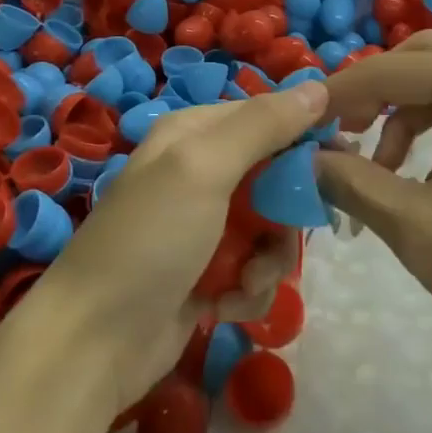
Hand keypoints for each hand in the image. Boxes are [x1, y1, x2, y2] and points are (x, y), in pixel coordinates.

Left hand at [26, 82, 320, 412]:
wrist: (92, 344)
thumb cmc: (149, 242)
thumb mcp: (203, 169)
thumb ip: (262, 126)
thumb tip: (319, 88)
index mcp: (194, 134)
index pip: (268, 118)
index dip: (305, 138)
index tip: (339, 165)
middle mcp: (199, 172)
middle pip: (275, 178)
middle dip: (285, 216)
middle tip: (282, 241)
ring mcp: (203, 226)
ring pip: (271, 229)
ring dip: (269, 261)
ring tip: (245, 284)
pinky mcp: (207, 272)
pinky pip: (254, 268)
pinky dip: (249, 289)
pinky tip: (227, 307)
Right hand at [318, 32, 431, 369]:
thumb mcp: (418, 228)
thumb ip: (353, 183)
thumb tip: (309, 158)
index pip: (385, 70)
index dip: (335, 95)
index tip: (299, 125)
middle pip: (419, 60)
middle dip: (373, 93)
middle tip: (342, 136)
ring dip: (405, 115)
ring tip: (384, 173)